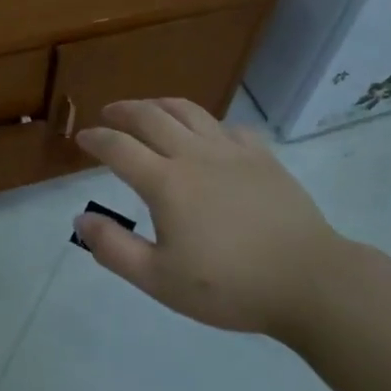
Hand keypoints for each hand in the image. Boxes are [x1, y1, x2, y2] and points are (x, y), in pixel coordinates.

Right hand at [74, 99, 346, 338]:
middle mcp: (194, 154)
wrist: (308, 280)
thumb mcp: (160, 280)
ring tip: (149, 109)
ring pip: (189, 111)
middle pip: (150, 117)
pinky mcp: (262, 156)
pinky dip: (208, 124)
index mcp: (166, 182)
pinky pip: (228, 127)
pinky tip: (208, 135)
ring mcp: (231, 151)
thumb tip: (81, 218)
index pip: (119, 147)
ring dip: (161, 105)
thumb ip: (115, 249)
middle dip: (123, 111)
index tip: (82, 138)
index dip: (96, 139)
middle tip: (109, 113)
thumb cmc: (229, 286)